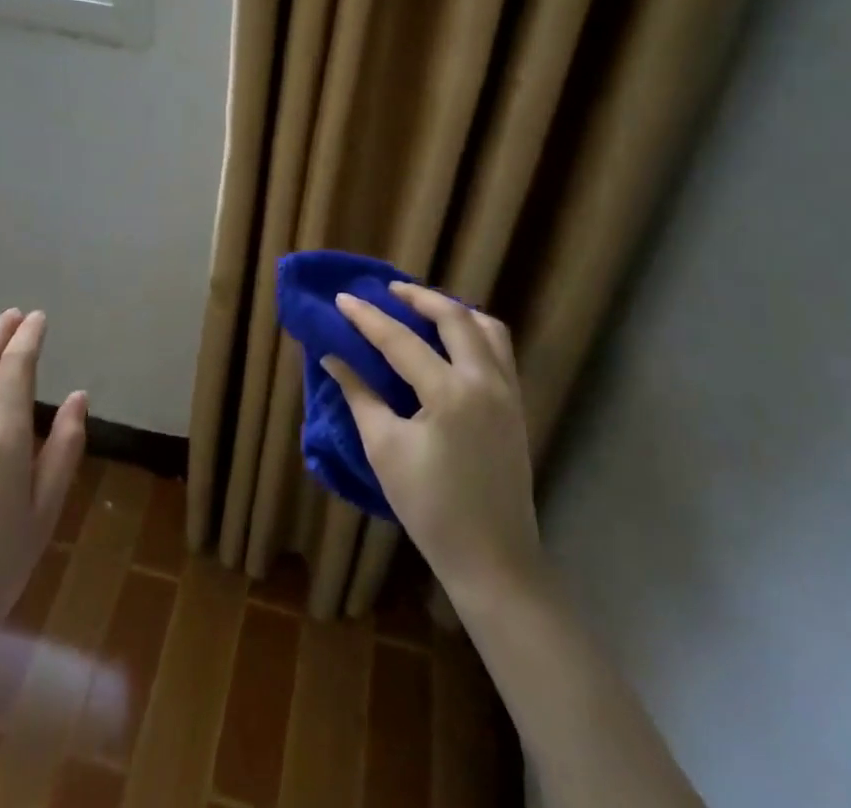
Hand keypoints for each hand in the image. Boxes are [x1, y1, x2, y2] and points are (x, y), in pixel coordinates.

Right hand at [324, 283, 545, 608]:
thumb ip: (359, 395)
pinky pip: (499, 350)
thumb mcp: (384, 450)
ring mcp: (508, 392)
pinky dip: (474, 332)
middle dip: (419, 297)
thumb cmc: (431, 508)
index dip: (367, 317)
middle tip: (388, 289)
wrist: (494, 560)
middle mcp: (485, 381)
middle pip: (454, 317)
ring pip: (486, 328)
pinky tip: (452, 341)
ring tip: (423, 308)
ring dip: (453, 310)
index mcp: (450, 393)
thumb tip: (333, 357)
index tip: (342, 298)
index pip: (401, 340)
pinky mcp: (517, 406)